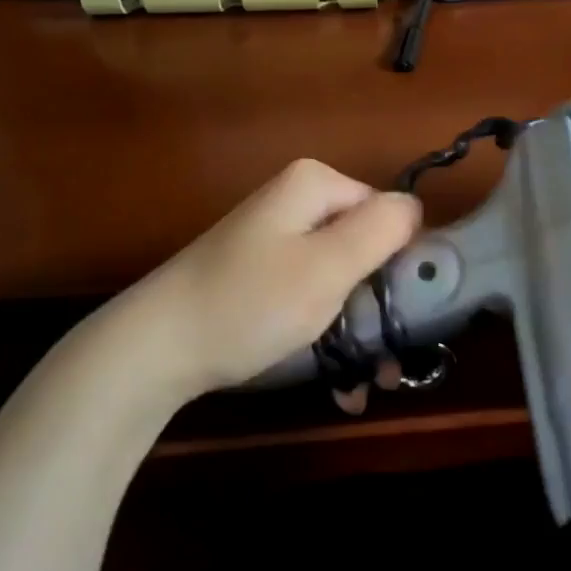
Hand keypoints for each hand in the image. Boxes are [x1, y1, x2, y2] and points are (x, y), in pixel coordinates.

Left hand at [114, 159, 421, 401]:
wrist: (155, 347)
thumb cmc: (249, 303)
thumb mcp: (327, 266)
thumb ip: (381, 229)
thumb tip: (415, 206)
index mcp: (315, 185)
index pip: (389, 212)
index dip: (402, 262)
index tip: (405, 314)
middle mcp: (297, 203)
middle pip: (366, 248)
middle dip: (381, 307)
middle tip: (390, 365)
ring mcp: (276, 239)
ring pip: (341, 279)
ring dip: (359, 329)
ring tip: (369, 384)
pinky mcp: (261, 273)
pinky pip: (311, 295)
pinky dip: (327, 331)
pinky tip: (338, 381)